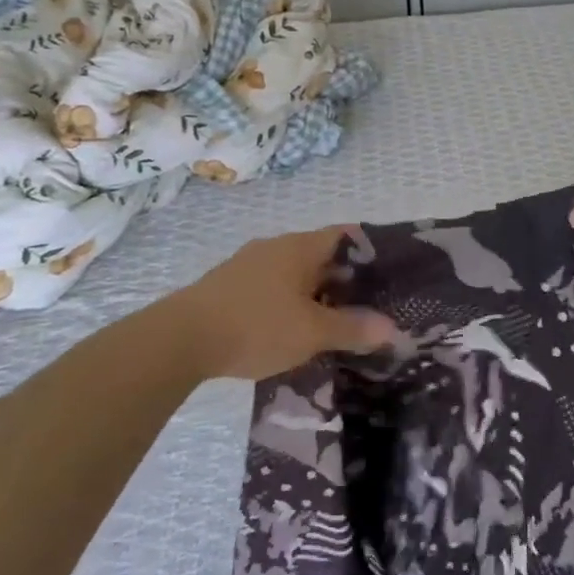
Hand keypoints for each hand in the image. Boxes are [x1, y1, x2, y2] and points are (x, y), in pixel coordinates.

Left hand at [158, 226, 395, 380]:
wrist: (179, 339)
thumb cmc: (256, 325)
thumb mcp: (312, 332)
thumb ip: (353, 328)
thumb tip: (393, 329)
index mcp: (301, 247)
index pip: (345, 235)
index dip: (368, 250)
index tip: (387, 273)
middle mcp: (276, 246)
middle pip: (320, 254)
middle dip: (344, 277)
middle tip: (367, 304)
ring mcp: (248, 264)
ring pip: (294, 272)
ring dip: (314, 292)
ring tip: (331, 321)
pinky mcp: (228, 285)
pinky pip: (271, 286)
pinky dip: (288, 301)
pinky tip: (290, 329)